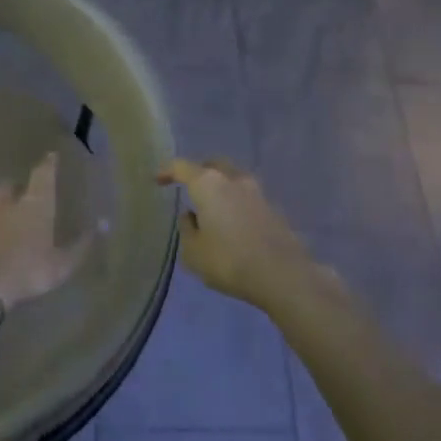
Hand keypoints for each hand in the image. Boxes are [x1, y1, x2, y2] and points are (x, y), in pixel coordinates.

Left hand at [0, 153, 91, 308]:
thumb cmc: (30, 270)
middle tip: (21, 189)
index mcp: (34, 206)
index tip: (51, 156)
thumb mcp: (64, 263)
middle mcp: (7, 206)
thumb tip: (104, 223)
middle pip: (9, 186)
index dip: (47, 164)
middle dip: (16, 185)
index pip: (42, 176)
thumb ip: (83, 244)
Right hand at [157, 159, 312, 309]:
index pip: (181, 166)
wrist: (282, 274)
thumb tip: (190, 215)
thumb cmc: (229, 260)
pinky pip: (246, 196)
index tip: (158, 180)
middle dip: (198, 172)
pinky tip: (232, 223)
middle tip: (189, 188)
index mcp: (208, 183)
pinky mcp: (272, 207)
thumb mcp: (194, 252)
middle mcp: (232, 179)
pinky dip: (235, 202)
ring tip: (212, 208)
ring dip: (220, 188)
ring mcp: (256, 191)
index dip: (167, 171)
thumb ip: (187, 229)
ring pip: (232, 179)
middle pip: (212, 165)